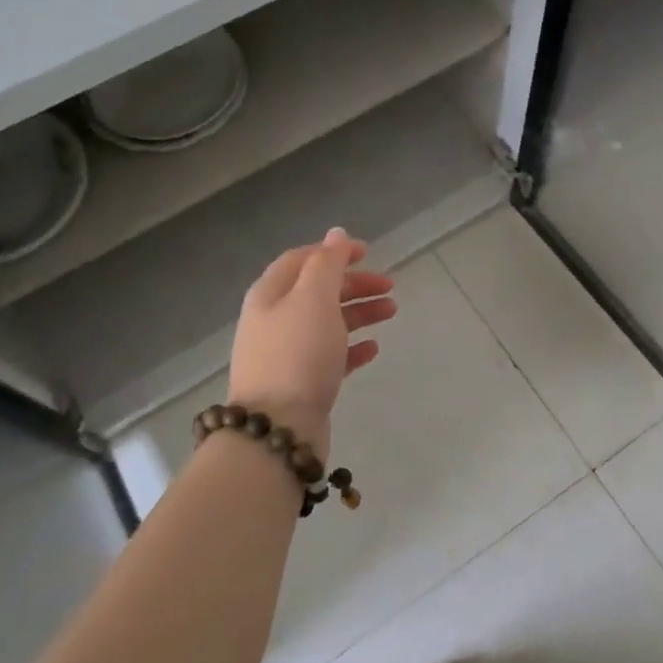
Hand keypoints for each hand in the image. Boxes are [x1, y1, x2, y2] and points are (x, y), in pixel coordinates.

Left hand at [226, 228, 395, 461]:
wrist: (278, 428)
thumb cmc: (297, 354)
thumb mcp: (313, 299)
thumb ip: (327, 264)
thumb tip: (335, 234)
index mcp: (270, 294)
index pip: (302, 259)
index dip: (334, 252)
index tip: (368, 253)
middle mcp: (274, 320)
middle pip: (317, 291)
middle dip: (353, 284)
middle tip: (390, 286)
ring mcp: (287, 354)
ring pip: (327, 323)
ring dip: (359, 312)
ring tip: (392, 312)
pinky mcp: (301, 383)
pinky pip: (330, 356)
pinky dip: (352, 347)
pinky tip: (374, 348)